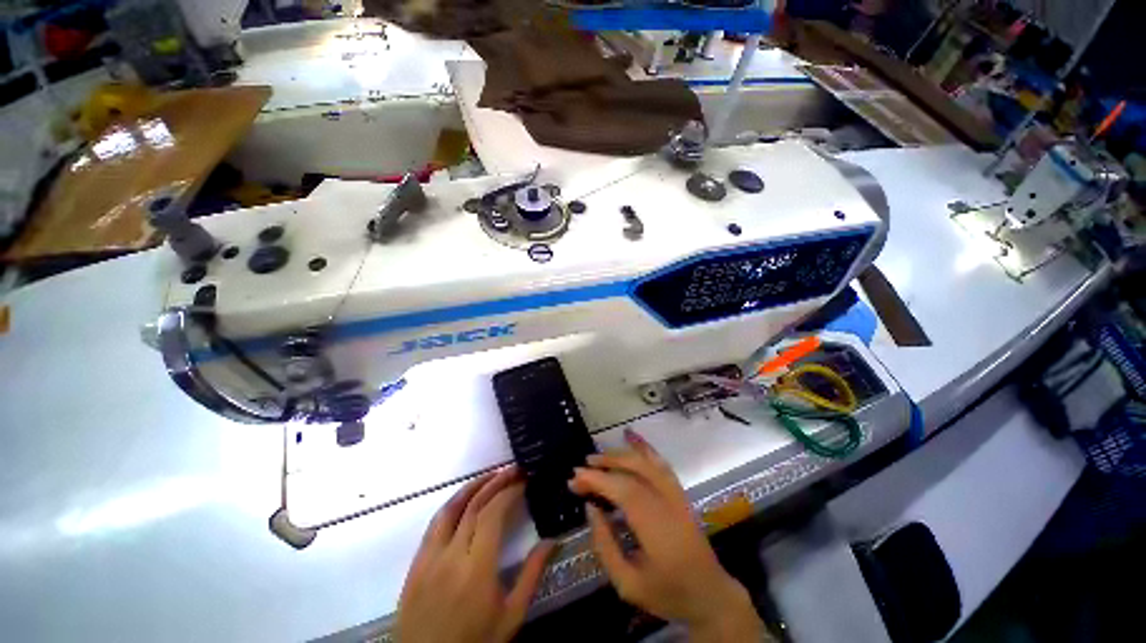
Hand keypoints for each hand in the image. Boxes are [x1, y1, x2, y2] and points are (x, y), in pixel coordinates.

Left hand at [396, 467, 555, 642]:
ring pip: (451, 508)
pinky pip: (435, 523)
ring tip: (492, 475)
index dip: (509, 491)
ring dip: (473, 486)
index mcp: (476, 568)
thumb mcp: (510, 616)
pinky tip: (465, 499)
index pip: (493, 513)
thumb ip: (532, 575)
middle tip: (515, 470)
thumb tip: (552, 540)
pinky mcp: (416, 563)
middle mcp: (450, 555)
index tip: (524, 480)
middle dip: (496, 481)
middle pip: (474, 505)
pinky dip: (453, 503)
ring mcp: (429, 557)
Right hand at [569, 430, 765, 641]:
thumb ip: (605, 545)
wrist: (710, 595)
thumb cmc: (667, 593)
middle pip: (634, 471)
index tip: (574, 479)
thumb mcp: (628, 584)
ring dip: (619, 455)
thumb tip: (590, 508)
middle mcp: (669, 503)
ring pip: (646, 462)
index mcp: (658, 529)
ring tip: (597, 457)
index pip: (624, 491)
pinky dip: (644, 447)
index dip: (597, 480)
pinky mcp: (680, 492)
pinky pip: (661, 463)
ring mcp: (677, 494)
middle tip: (580, 469)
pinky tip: (631, 437)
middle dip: (604, 465)